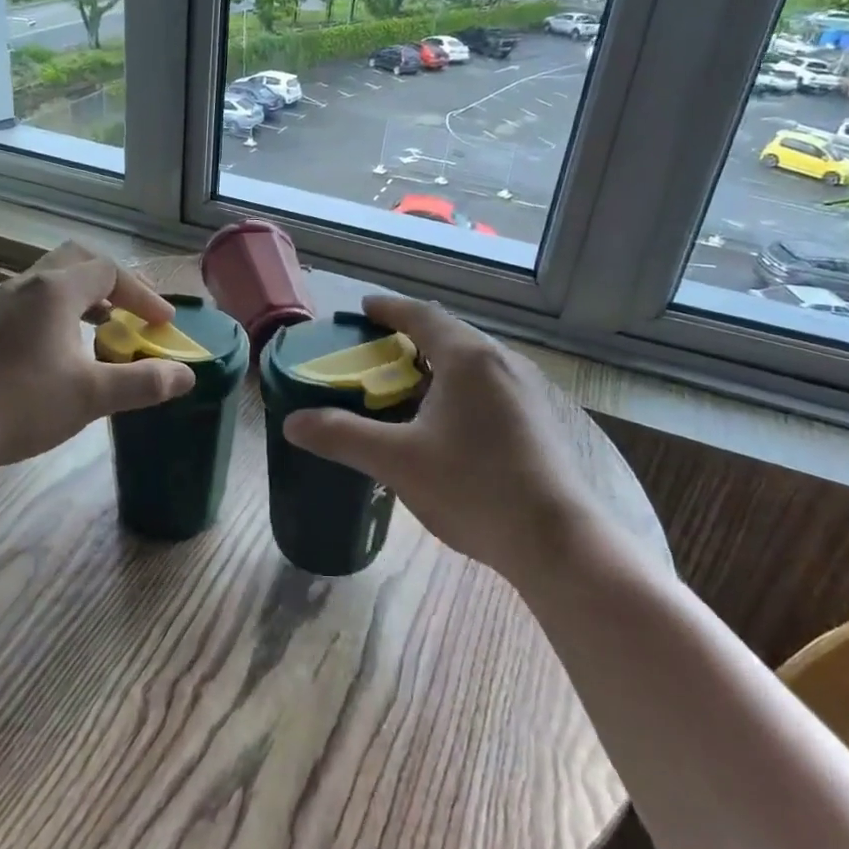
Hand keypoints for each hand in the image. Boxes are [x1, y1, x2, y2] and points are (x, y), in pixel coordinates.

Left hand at [0, 243, 193, 474]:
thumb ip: (143, 382)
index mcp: (55, 290)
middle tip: (136, 308)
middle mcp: (27, 284)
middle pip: (78, 260)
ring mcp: (1, 302)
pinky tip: (65, 345)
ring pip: (52, 279)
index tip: (164, 324)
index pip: (109, 271)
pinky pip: (34, 298)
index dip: (143, 294)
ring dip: (86, 293)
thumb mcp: (91, 396)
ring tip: (107, 323)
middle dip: (114, 280)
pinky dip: (62, 308)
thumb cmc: (21, 404)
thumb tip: (186, 375)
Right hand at [282, 295, 630, 579]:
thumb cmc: (473, 488)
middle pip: (448, 333)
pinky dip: (459, 385)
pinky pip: (489, 383)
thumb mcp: (397, 461)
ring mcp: (527, 388)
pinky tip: (447, 419)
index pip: (420, 315)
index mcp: (467, 358)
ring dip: (436, 362)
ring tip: (406, 384)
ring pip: (472, 360)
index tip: (363, 308)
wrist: (556, 540)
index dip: (388, 308)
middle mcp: (501, 361)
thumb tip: (292, 423)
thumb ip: (342, 436)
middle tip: (376, 350)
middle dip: (410, 335)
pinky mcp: (539, 417)